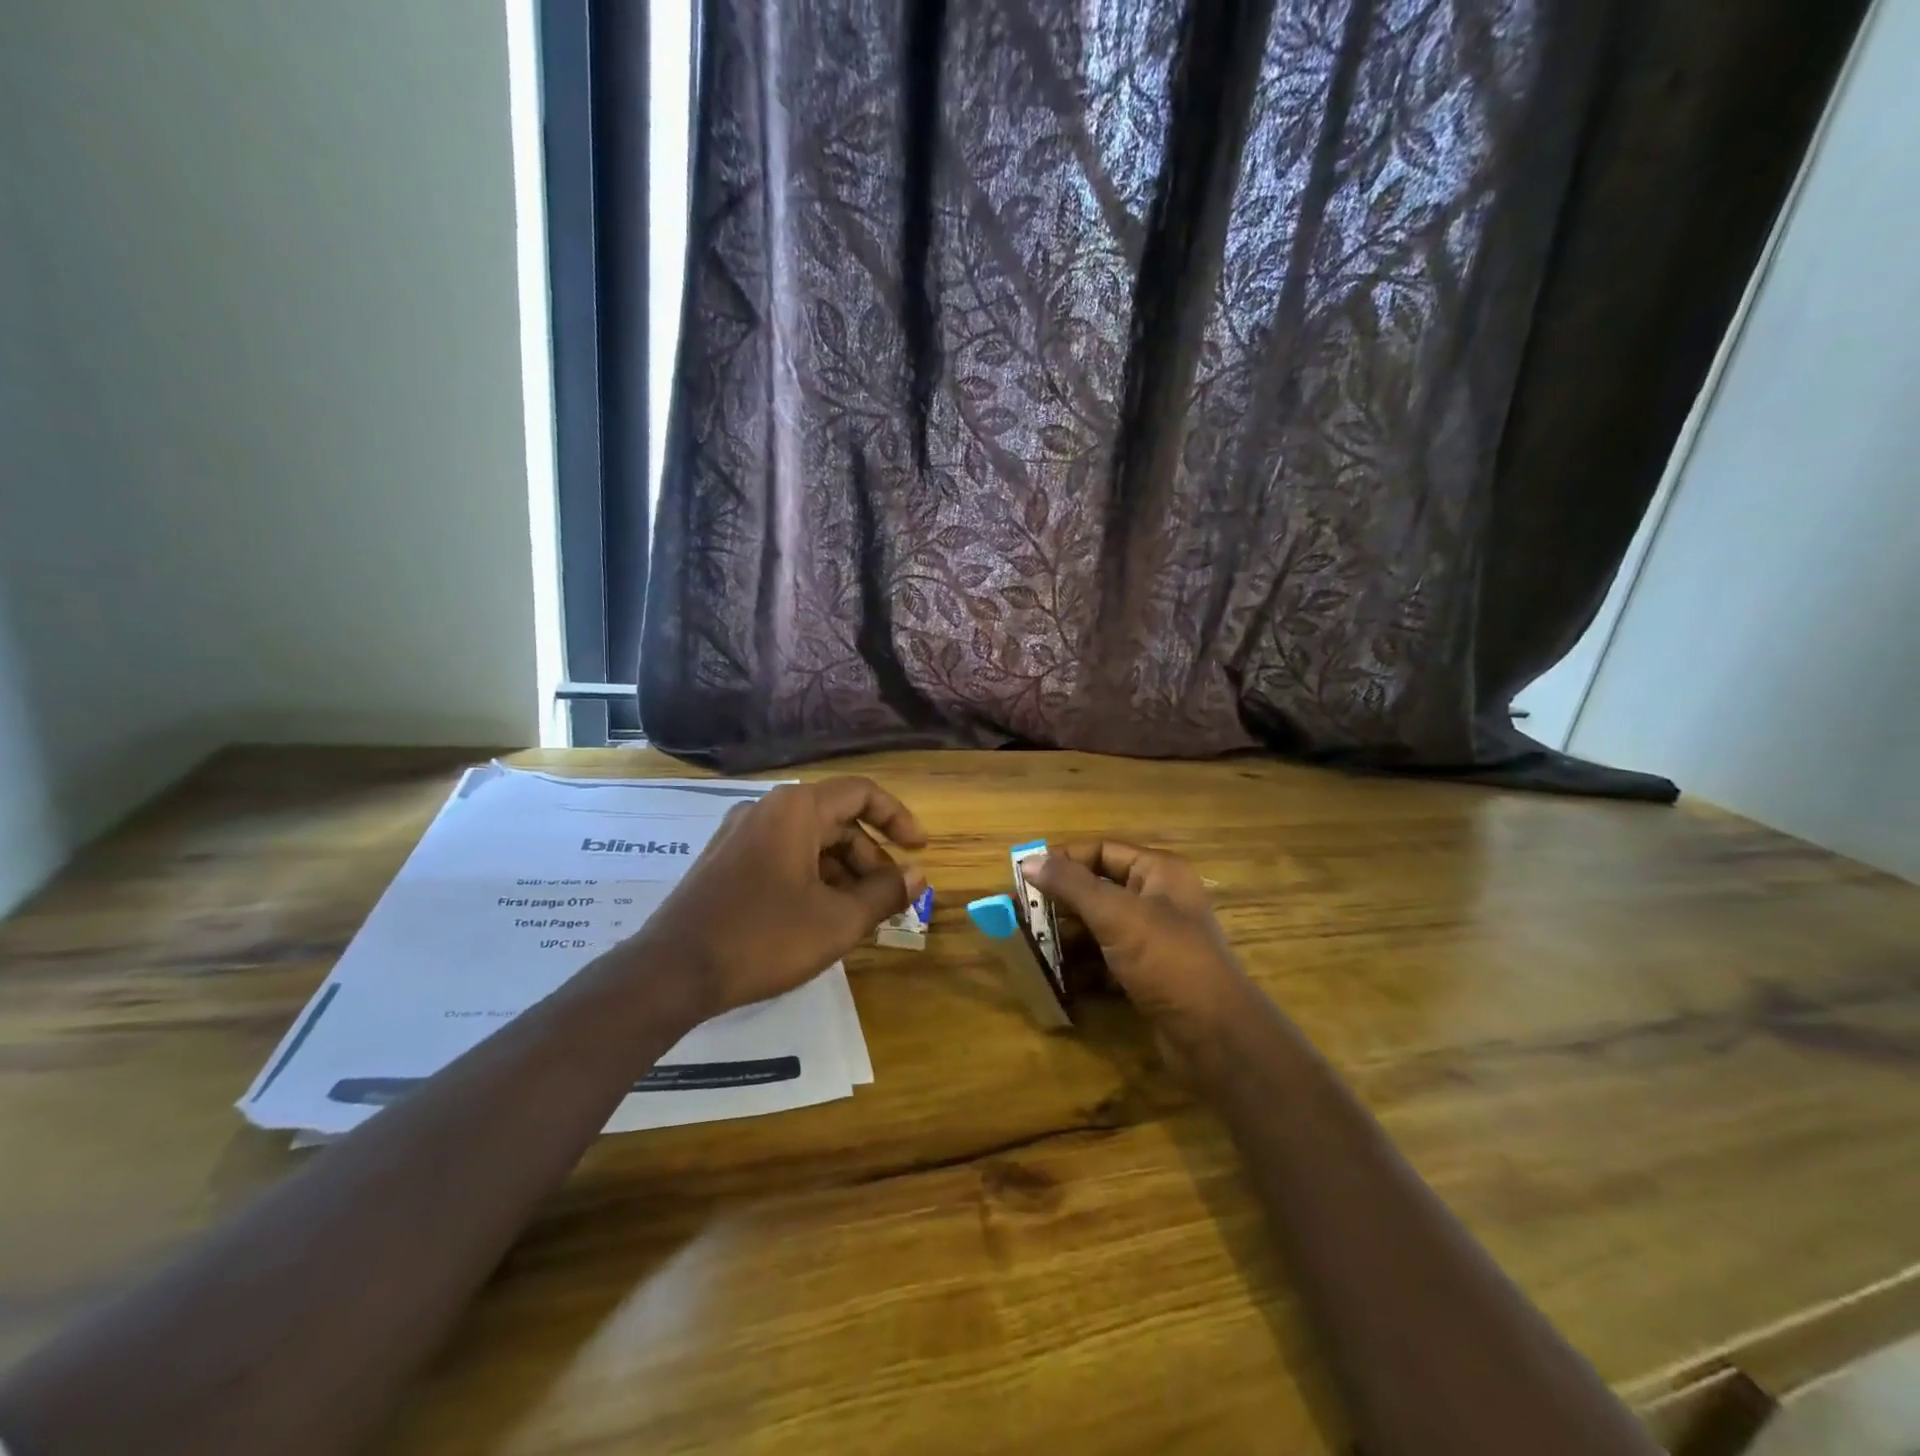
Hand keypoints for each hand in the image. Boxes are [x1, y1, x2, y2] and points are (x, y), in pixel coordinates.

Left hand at [634, 778, 926, 1019]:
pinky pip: (782, 856)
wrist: (671, 972)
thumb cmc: (763, 938)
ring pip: (809, 841)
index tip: (919, 850)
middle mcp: (766, 809)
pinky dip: (811, 878)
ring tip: (857, 916)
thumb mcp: (837, 921)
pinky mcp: (724, 860)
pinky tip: (819, 917)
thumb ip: (884, 893)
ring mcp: (740, 834)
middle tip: (889, 900)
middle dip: (869, 858)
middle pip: (836, 820)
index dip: (898, 818)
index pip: (862, 793)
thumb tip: (917, 875)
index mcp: (796, 809)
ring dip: (842, 872)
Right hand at [1026, 843, 1258, 1054]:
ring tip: (1031, 947)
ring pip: (1099, 927)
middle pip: (1097, 889)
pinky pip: (1106, 960)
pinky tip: (1056, 976)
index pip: (1101, 851)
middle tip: (1021, 916)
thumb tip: (1029, 861)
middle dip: (1060, 903)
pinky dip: (1082, 966)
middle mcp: (1157, 899)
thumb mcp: (1117, 916)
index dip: (1063, 860)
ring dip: (1067, 936)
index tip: (1024, 877)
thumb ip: (1071, 885)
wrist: (1215, 1036)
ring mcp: (1153, 939)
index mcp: (1158, 872)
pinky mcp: (1148, 974)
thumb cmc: (1167, 960)